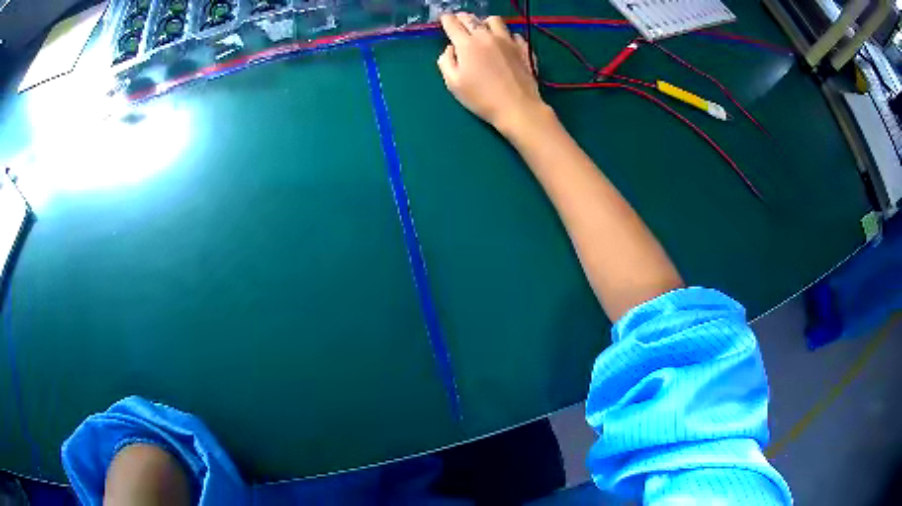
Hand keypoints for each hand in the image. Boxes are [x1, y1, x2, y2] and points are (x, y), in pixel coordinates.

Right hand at [437, 13, 551, 136]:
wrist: (517, 107)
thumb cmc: (481, 98)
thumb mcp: (453, 83)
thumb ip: (446, 62)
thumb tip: (450, 49)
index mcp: (467, 44)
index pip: (453, 24)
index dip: (446, 19)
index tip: (444, 19)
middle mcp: (487, 37)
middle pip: (472, 19)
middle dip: (462, 18)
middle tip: (459, 22)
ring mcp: (508, 40)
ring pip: (494, 20)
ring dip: (484, 22)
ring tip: (482, 29)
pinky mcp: (523, 48)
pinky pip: (513, 34)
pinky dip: (505, 35)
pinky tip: (503, 43)